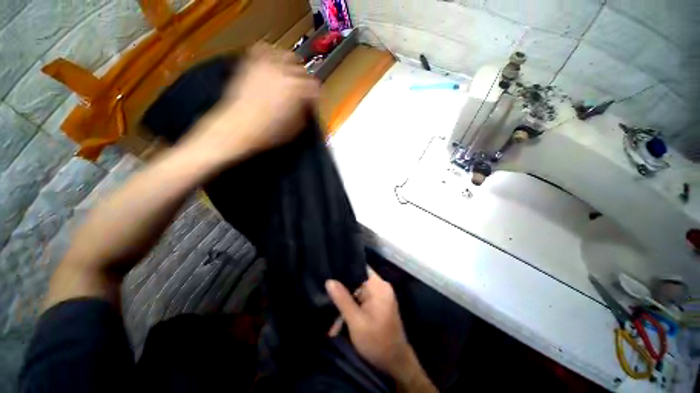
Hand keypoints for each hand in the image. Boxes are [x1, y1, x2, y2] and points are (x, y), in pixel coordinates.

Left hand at [182, 42, 319, 168]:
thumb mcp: (296, 128)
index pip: (315, 88)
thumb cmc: (269, 132)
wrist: (238, 127)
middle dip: (305, 83)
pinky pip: (264, 48)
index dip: (315, 98)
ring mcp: (267, 64)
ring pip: (288, 56)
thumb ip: (305, 113)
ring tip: (289, 76)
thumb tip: (307, 106)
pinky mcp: (252, 63)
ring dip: (292, 67)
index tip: (311, 105)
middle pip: (304, 71)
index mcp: (298, 90)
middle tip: (301, 93)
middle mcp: (285, 72)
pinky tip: (272, 63)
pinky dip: (271, 53)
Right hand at [325, 270, 413, 377]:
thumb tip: (329, 281)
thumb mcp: (356, 322)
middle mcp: (381, 287)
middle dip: (343, 289)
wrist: (395, 364)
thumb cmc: (377, 342)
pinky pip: (362, 299)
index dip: (345, 269)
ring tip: (332, 311)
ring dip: (346, 301)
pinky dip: (352, 306)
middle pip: (357, 279)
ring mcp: (380, 295)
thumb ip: (342, 299)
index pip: (360, 268)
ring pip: (358, 290)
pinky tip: (341, 317)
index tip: (330, 272)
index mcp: (379, 286)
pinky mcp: (378, 304)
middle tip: (327, 294)